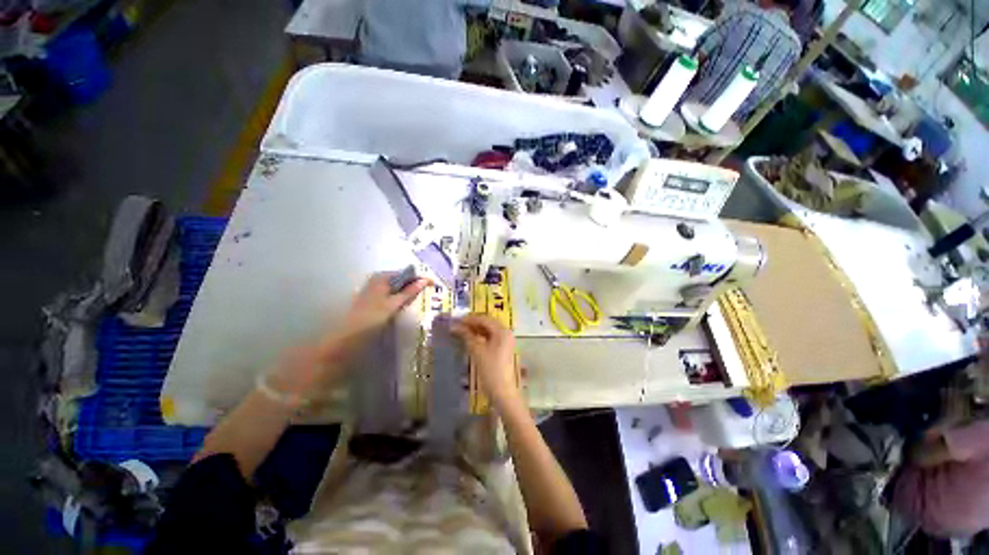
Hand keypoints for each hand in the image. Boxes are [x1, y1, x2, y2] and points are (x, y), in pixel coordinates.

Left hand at [343, 272, 430, 337]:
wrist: (349, 335)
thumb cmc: (372, 317)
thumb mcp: (394, 303)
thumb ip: (410, 291)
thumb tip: (425, 280)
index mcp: (382, 276)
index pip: (406, 273)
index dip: (420, 278)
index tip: (433, 285)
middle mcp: (377, 278)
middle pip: (401, 280)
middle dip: (413, 286)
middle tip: (426, 294)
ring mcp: (373, 288)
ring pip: (396, 288)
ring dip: (406, 293)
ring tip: (416, 301)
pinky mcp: (372, 298)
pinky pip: (390, 294)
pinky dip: (398, 298)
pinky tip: (402, 306)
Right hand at [452, 314, 519, 407]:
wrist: (502, 392)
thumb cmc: (490, 370)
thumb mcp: (477, 351)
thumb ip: (467, 336)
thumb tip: (454, 326)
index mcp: (502, 331)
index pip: (484, 319)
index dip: (470, 319)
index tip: (456, 320)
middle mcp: (506, 333)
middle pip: (488, 323)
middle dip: (473, 323)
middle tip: (458, 325)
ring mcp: (506, 341)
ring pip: (489, 330)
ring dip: (476, 330)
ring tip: (462, 331)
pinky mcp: (503, 349)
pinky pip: (491, 338)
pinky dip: (481, 337)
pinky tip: (471, 339)